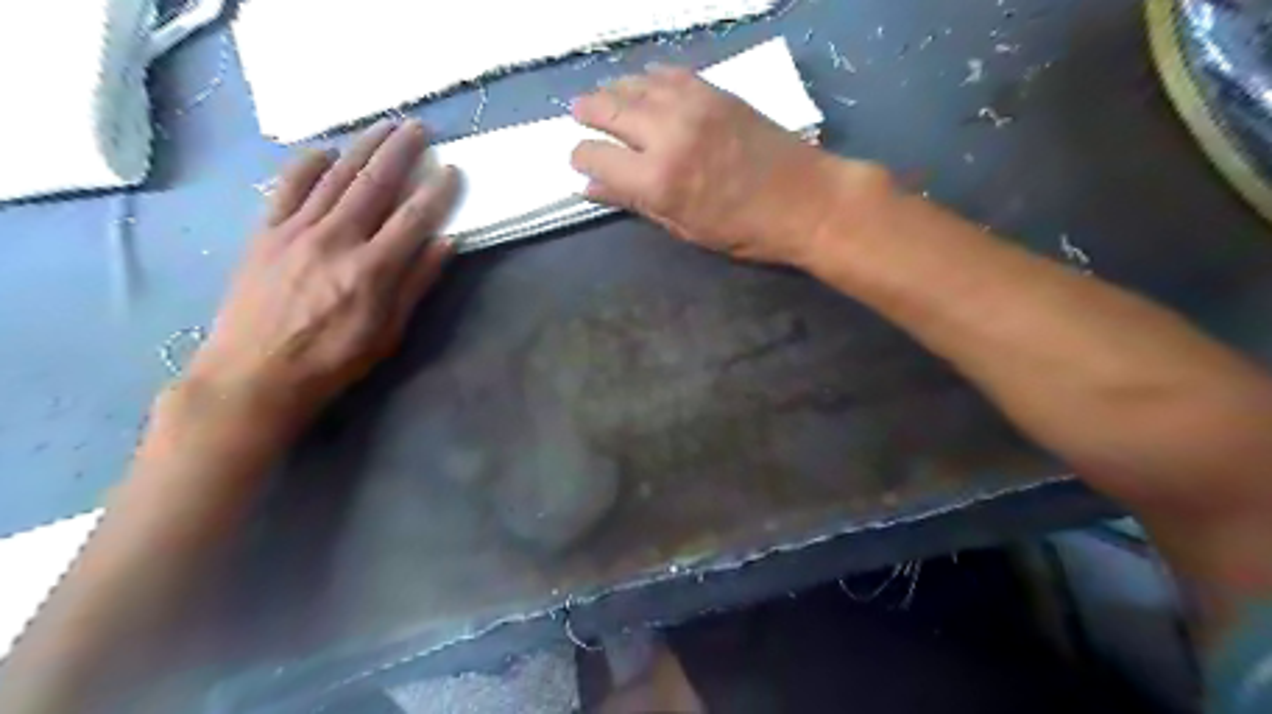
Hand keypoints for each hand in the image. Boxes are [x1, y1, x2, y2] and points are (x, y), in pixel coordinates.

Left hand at [187, 118, 457, 428]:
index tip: (453, 170)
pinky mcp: (266, 232)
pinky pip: (287, 186)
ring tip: (383, 127)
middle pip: (374, 183)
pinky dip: (308, 164)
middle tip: (419, 128)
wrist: (255, 373)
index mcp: (372, 269)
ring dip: (362, 147)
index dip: (437, 191)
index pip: (414, 218)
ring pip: (335, 176)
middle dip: (400, 152)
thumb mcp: (388, 332)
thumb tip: (446, 243)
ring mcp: (297, 231)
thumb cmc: (334, 360)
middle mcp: (337, 239)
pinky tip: (325, 151)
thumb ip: (417, 283)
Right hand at [569, 63, 879, 264]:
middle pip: (608, 110)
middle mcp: (666, 134)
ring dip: (613, 90)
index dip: (580, 158)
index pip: (595, 157)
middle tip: (578, 116)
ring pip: (635, 85)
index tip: (580, 162)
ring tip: (604, 99)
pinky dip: (649, 77)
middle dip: (586, 113)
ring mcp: (692, 106)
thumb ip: (635, 202)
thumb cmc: (744, 230)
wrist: (806, 201)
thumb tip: (591, 188)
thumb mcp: (684, 227)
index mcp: (657, 180)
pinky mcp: (714, 91)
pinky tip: (644, 84)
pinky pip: (669, 73)